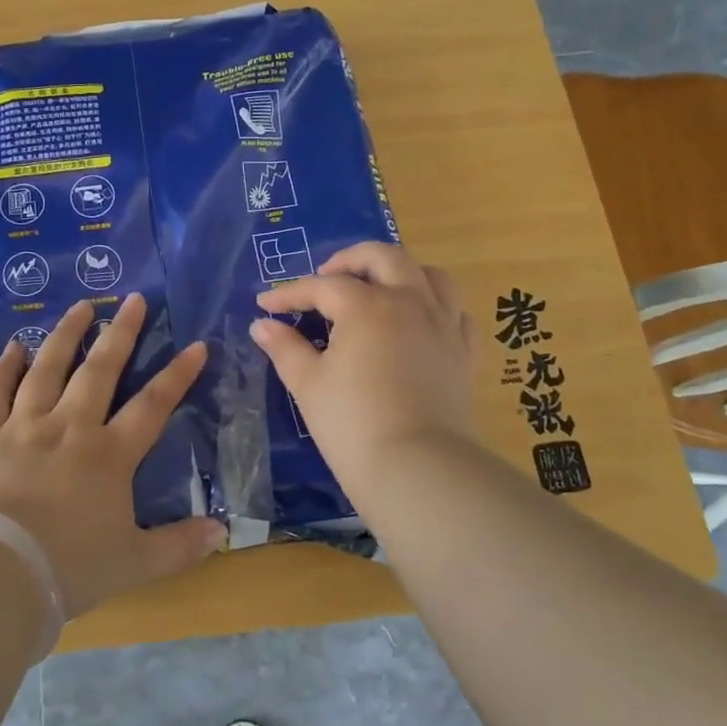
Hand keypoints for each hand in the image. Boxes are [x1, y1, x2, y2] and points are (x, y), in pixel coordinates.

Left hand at [0, 295, 224, 617]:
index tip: (196, 345)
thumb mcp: (135, 563)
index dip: (178, 375)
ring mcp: (23, 428)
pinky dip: (3, 368)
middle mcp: (69, 428)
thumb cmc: (69, 568)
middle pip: (100, 371)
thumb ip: (179, 546)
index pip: (153, 405)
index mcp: (109, 455)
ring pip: (47, 370)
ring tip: (80, 306)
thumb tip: (223, 532)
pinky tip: (14, 346)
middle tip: (134, 299)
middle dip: (121, 333)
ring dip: (65, 335)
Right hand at [252, 242, 478, 498]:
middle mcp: (410, 302)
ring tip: (379, 287)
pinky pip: (455, 312)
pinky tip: (419, 321)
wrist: (417, 467)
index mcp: (367, 306)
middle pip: (384, 258)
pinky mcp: (464, 352)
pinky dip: (435, 306)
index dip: (290, 293)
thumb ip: (285, 348)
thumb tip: (262, 325)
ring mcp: (444, 324)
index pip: (323, 287)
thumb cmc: (352, 423)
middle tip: (326, 277)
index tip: (265, 303)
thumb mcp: (308, 383)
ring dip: (400, 271)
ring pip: (430, 275)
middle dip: (350, 259)